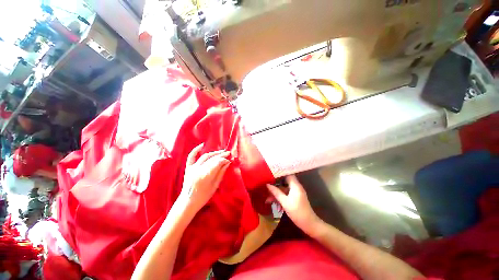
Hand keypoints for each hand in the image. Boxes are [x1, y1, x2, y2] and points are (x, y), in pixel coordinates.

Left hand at [180, 144, 230, 213]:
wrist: (188, 201)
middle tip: (228, 153)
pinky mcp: (188, 167)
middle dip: (221, 155)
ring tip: (221, 151)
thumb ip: (221, 172)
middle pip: (212, 159)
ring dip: (214, 153)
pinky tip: (202, 145)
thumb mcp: (215, 185)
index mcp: (206, 176)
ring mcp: (192, 167)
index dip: (224, 160)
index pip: (217, 163)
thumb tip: (228, 162)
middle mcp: (198, 169)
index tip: (229, 158)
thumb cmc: (203, 196)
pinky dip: (196, 150)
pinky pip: (191, 156)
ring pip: (205, 156)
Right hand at [267, 175, 320, 234]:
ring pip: (284, 189)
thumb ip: (276, 192)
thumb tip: (267, 184)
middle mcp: (296, 187)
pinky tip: (274, 203)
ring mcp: (296, 192)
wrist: (309, 224)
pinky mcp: (295, 198)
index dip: (280, 173)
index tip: (271, 174)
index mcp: (295, 185)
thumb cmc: (297, 212)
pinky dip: (281, 197)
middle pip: (284, 182)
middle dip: (275, 185)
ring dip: (277, 193)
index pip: (287, 174)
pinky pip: (286, 194)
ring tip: (268, 199)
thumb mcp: (285, 202)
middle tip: (267, 188)